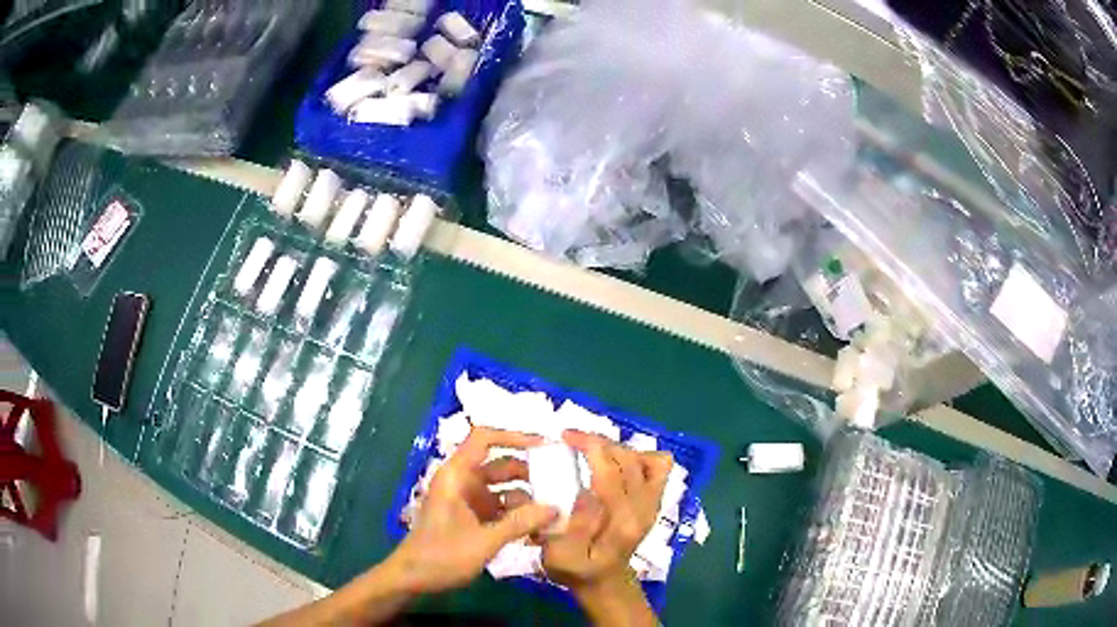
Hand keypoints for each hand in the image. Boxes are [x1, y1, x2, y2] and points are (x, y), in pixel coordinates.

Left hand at [387, 427, 558, 593]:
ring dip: (528, 497)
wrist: (413, 578)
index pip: (484, 439)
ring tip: (558, 508)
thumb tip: (556, 508)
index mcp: (457, 475)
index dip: (514, 436)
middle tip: (563, 481)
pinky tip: (540, 527)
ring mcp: (468, 499)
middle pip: (501, 464)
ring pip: (504, 488)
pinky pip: (501, 507)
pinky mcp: (472, 517)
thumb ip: (520, 523)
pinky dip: (518, 514)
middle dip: (531, 472)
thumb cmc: (442, 555)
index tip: (546, 445)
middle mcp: (463, 481)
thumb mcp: (484, 541)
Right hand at [542, 430, 671, 621]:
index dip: (590, 447)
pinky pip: (659, 467)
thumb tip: (585, 491)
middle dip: (599, 441)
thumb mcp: (560, 557)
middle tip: (572, 438)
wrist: (605, 581)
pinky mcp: (654, 501)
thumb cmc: (577, 570)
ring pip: (646, 459)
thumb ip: (573, 526)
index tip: (566, 436)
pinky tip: (618, 460)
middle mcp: (643, 508)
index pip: (611, 471)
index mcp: (620, 521)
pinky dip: (641, 456)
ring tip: (593, 448)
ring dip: (618, 447)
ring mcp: (653, 503)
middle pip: (628, 459)